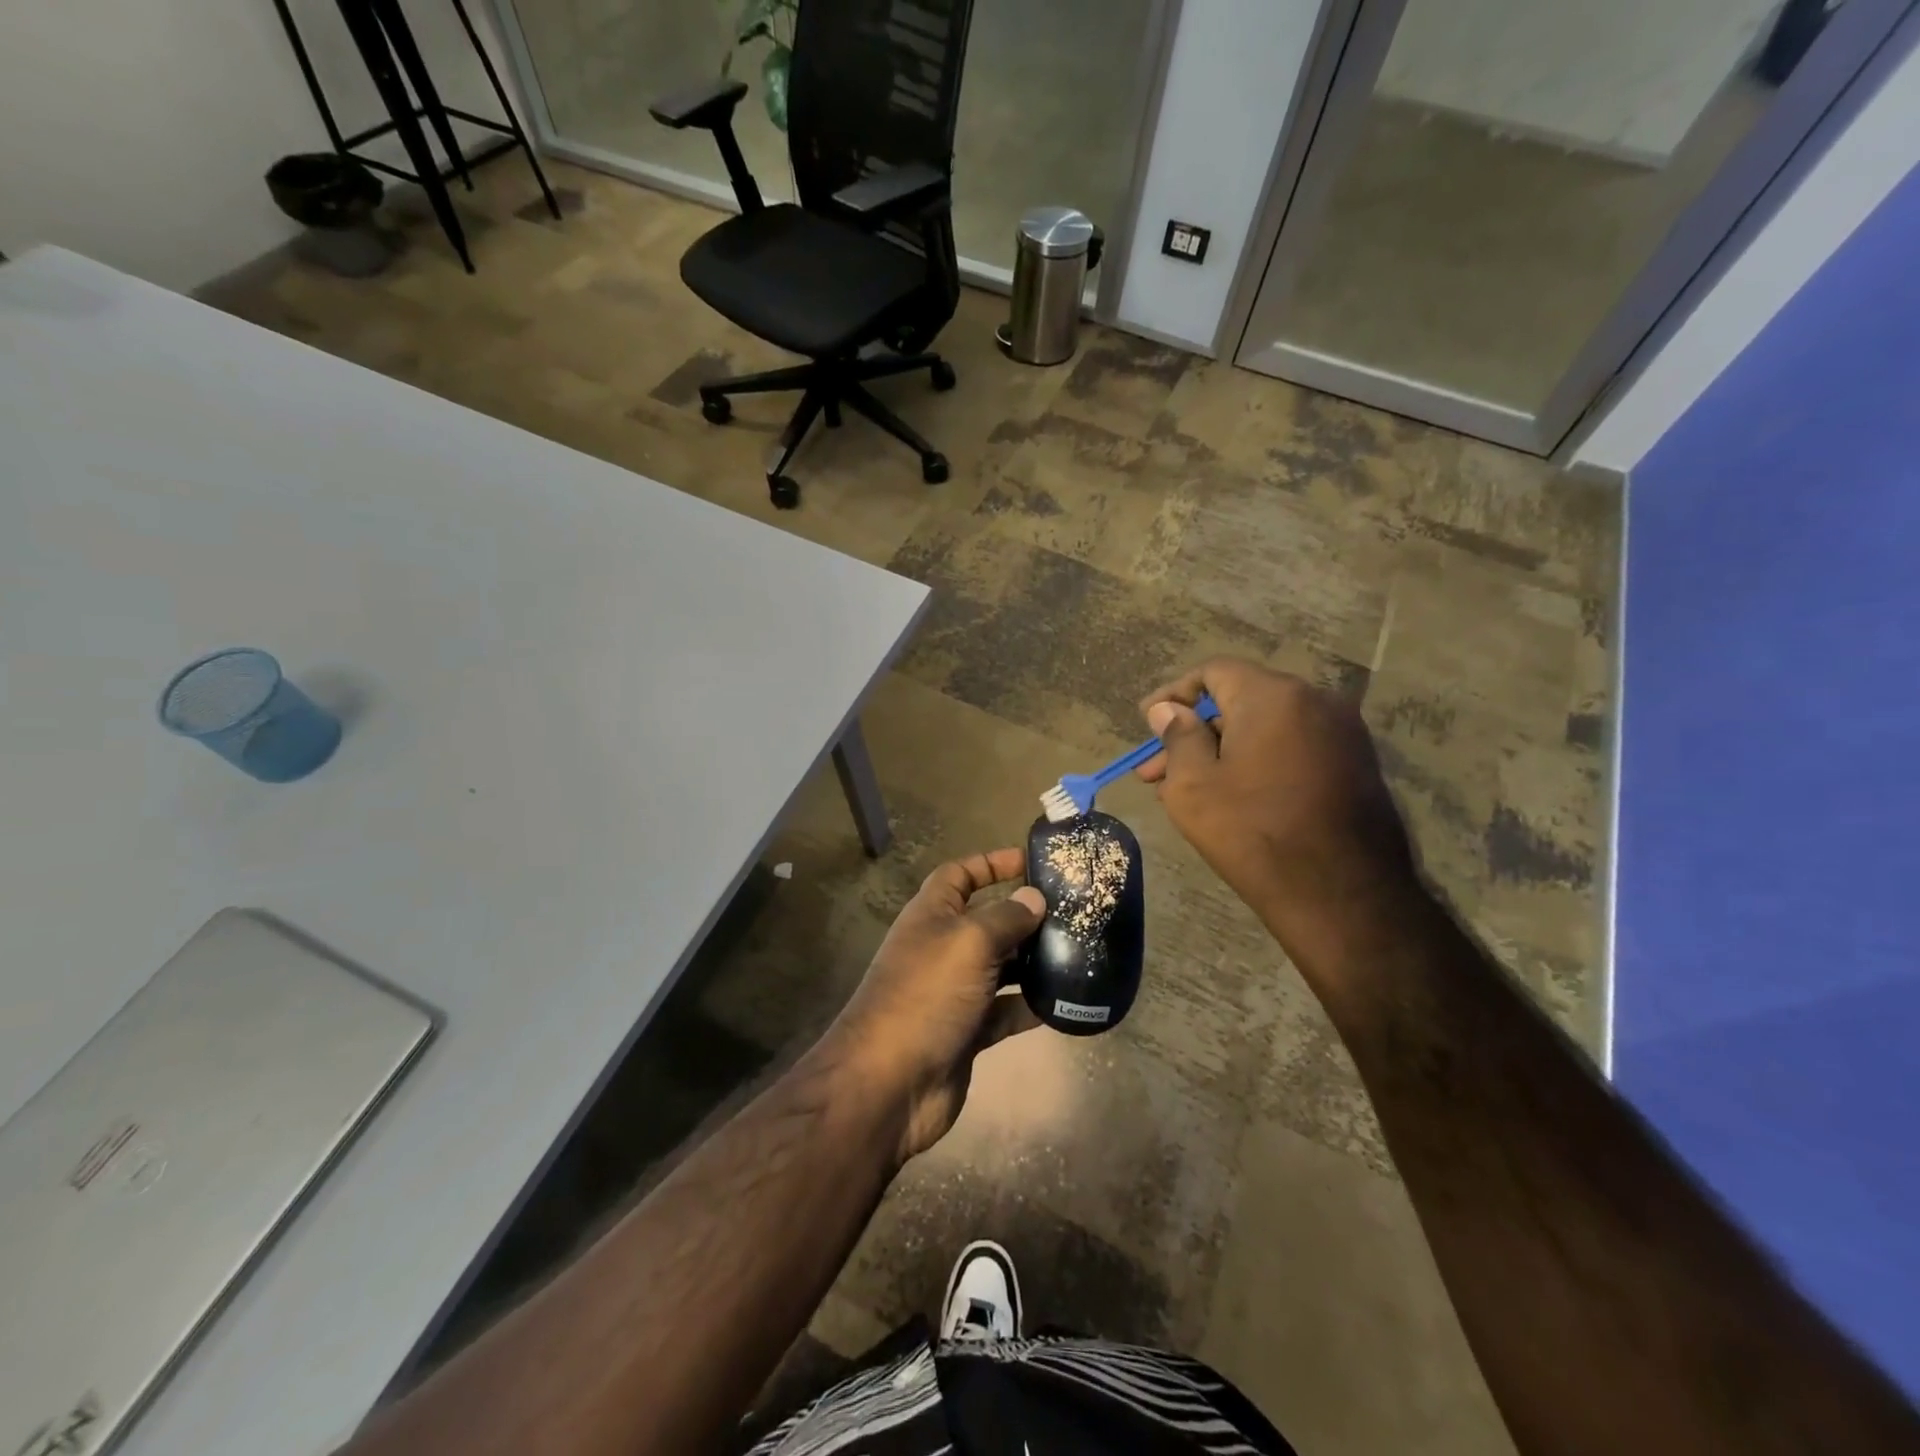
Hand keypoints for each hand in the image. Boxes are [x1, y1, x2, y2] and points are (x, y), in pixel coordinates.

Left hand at [824, 849, 1045, 1164]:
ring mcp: (955, 992)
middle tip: (1074, 911)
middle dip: (1025, 914)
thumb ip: (1005, 918)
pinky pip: (1007, 1011)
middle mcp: (943, 948)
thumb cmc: (927, 994)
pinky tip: (1065, 1001)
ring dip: (1034, 960)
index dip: (991, 863)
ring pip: (1002, 966)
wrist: (890, 1083)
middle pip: (987, 920)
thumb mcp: (969, 942)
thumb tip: (1034, 898)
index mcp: (932, 915)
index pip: (960, 874)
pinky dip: (1032, 1006)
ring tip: (1078, 952)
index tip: (1031, 861)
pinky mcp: (968, 1031)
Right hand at [1137, 658, 1416, 953]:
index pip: (1213, 672)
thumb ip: (1177, 737)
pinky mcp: (1357, 765)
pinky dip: (1259, 762)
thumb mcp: (1194, 786)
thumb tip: (1167, 710)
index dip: (1173, 694)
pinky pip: (1294, 748)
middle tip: (1157, 771)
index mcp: (1273, 696)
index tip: (1147, 722)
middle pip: (1240, 701)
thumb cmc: (1254, 833)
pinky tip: (1235, 798)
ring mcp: (1343, 733)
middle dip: (1194, 732)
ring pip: (1267, 728)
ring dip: (1224, 750)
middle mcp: (1316, 701)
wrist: (1342, 895)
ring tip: (1191, 790)